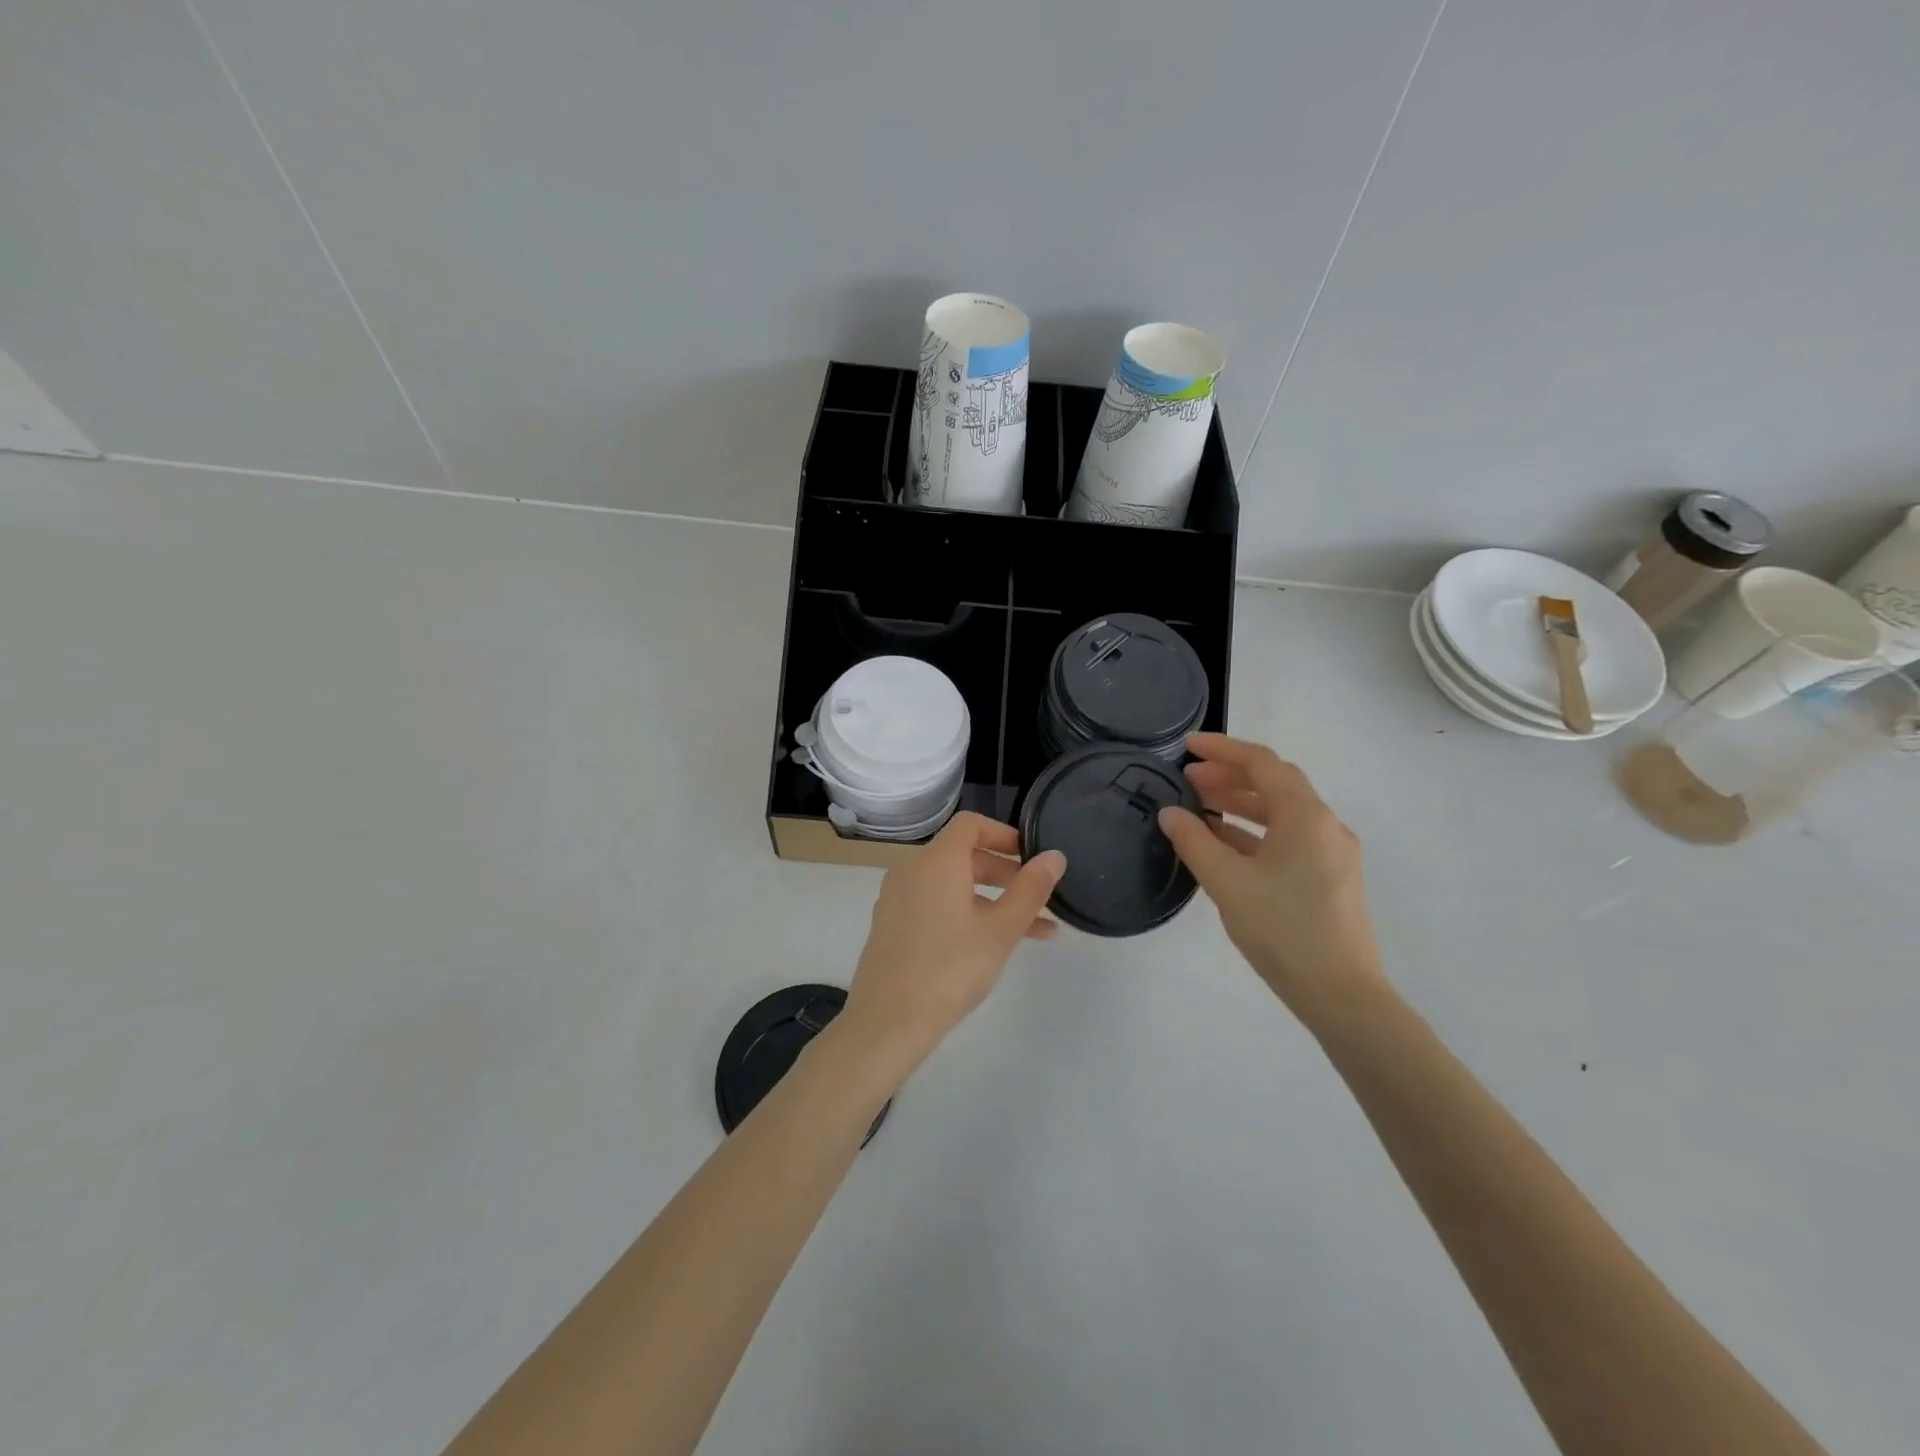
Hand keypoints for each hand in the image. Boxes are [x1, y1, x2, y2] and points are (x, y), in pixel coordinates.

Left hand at [841, 812, 1065, 1074]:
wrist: (887, 1021)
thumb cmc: (951, 968)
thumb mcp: (1001, 929)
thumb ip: (1030, 889)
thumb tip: (1054, 856)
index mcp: (936, 860)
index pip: (971, 824)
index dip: (1004, 834)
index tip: (1031, 857)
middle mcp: (912, 869)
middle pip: (963, 855)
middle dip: (1005, 873)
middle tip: (1038, 899)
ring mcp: (897, 898)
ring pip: (952, 885)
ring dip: (992, 899)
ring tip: (1034, 931)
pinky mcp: (891, 924)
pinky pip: (934, 904)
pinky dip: (965, 912)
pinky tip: (991, 945)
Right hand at [1157, 734, 1387, 1023]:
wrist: (1342, 995)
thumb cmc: (1283, 931)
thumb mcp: (1228, 883)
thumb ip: (1194, 841)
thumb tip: (1171, 812)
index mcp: (1305, 816)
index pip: (1262, 763)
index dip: (1222, 749)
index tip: (1187, 746)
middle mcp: (1325, 825)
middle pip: (1275, 783)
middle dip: (1230, 775)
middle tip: (1188, 780)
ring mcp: (1331, 852)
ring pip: (1281, 812)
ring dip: (1241, 803)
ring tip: (1200, 808)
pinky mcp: (1330, 877)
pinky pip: (1288, 838)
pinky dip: (1254, 832)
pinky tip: (1224, 844)